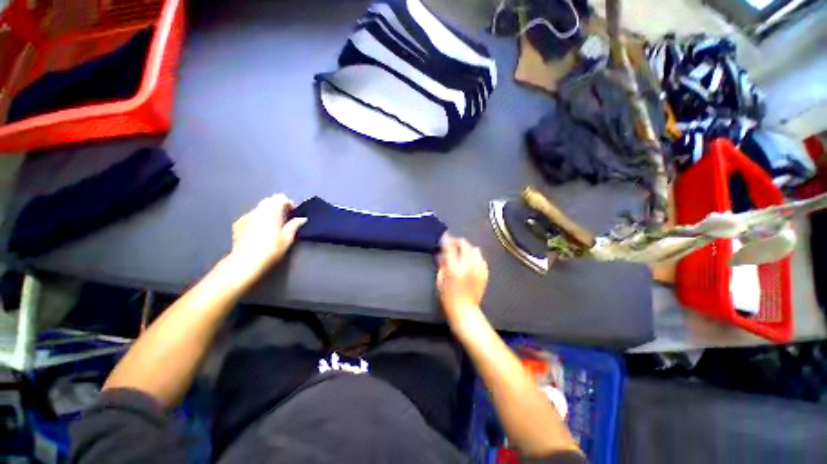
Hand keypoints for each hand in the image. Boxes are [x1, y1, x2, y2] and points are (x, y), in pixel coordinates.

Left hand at [230, 194, 306, 275]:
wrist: (246, 262)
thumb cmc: (271, 249)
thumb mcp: (287, 238)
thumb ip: (294, 225)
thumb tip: (302, 219)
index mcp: (272, 211)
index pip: (281, 198)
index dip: (289, 203)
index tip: (294, 213)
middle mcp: (258, 210)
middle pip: (269, 201)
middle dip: (278, 206)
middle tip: (285, 219)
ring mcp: (246, 216)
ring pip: (260, 208)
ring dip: (268, 213)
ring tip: (273, 226)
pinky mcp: (238, 224)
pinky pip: (251, 216)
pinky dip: (258, 219)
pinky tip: (259, 232)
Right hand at [437, 235, 488, 324]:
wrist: (465, 311)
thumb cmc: (448, 297)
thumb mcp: (440, 280)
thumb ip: (441, 265)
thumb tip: (441, 254)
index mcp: (453, 268)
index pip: (450, 247)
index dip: (447, 239)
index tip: (445, 236)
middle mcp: (467, 266)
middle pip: (465, 245)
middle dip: (458, 241)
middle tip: (454, 243)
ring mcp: (478, 270)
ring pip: (475, 250)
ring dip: (468, 248)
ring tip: (464, 252)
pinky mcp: (485, 274)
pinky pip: (482, 259)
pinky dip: (476, 257)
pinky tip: (472, 261)